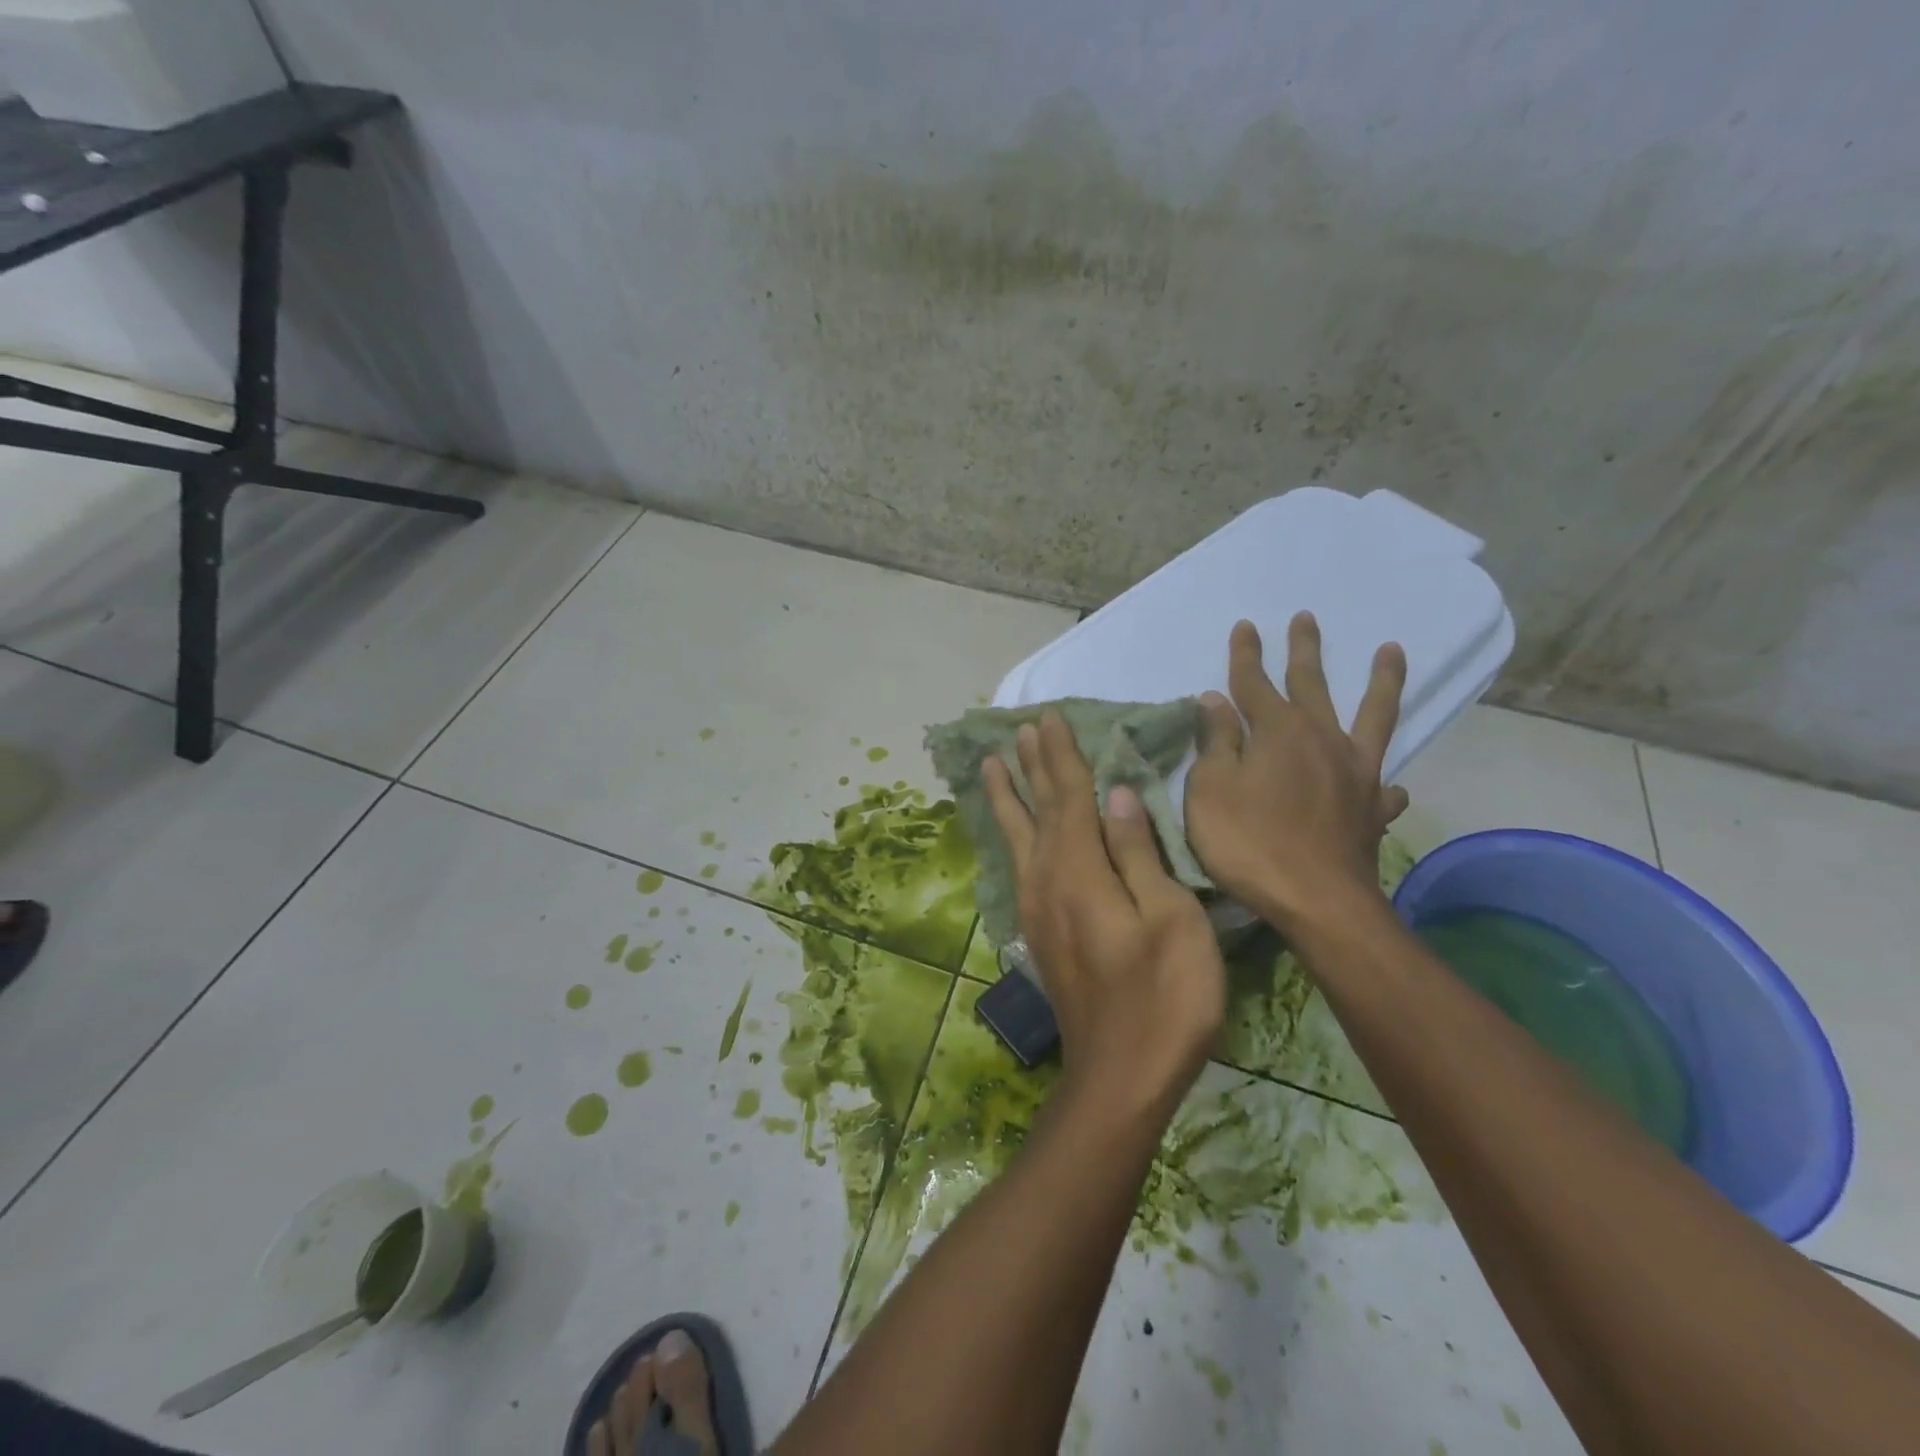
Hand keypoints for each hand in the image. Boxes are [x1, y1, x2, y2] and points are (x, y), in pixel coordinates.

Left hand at [984, 715, 1225, 1119]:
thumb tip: (1115, 795)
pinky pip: (1018, 864)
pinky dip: (1011, 835)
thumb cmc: (1164, 997)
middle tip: (1019, 728)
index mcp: (1080, 872)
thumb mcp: (1170, 920)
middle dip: (1031, 766)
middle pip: (1037, 810)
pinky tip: (1011, 834)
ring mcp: (1037, 909)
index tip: (1049, 719)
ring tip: (993, 765)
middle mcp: (1047, 881)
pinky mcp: (1039, 932)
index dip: (1061, 756)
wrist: (1121, 1076)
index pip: (1069, 797)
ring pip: (1017, 836)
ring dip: (1009, 796)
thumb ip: (1137, 853)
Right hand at [1185, 614, 1410, 935]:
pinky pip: (1384, 784)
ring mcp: (1355, 772)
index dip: (1246, 654)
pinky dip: (1385, 778)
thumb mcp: (1211, 790)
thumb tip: (1215, 700)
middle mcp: (1321, 739)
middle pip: (1312, 684)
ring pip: (1373, 715)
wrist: (1316, 901)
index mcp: (1278, 731)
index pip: (1254, 682)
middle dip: (1305, 650)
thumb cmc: (1249, 843)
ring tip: (1393, 651)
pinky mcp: (1372, 808)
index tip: (1245, 625)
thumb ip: (1215, 742)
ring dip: (1382, 682)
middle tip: (1307, 618)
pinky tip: (1389, 782)